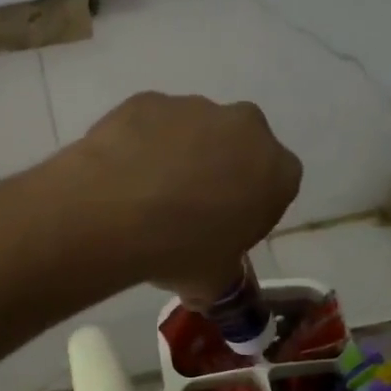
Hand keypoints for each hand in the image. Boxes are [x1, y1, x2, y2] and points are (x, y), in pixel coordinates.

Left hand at [59, 93, 301, 298]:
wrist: (112, 211)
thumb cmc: (179, 250)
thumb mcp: (213, 282)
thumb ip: (221, 279)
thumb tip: (208, 291)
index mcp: (276, 170)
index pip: (277, 185)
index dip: (251, 208)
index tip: (225, 229)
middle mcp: (244, 127)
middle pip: (238, 148)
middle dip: (220, 171)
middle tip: (187, 209)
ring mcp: (194, 107)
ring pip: (193, 132)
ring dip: (178, 155)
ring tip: (144, 194)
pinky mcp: (147, 100)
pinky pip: (150, 124)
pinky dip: (140, 143)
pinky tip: (120, 175)